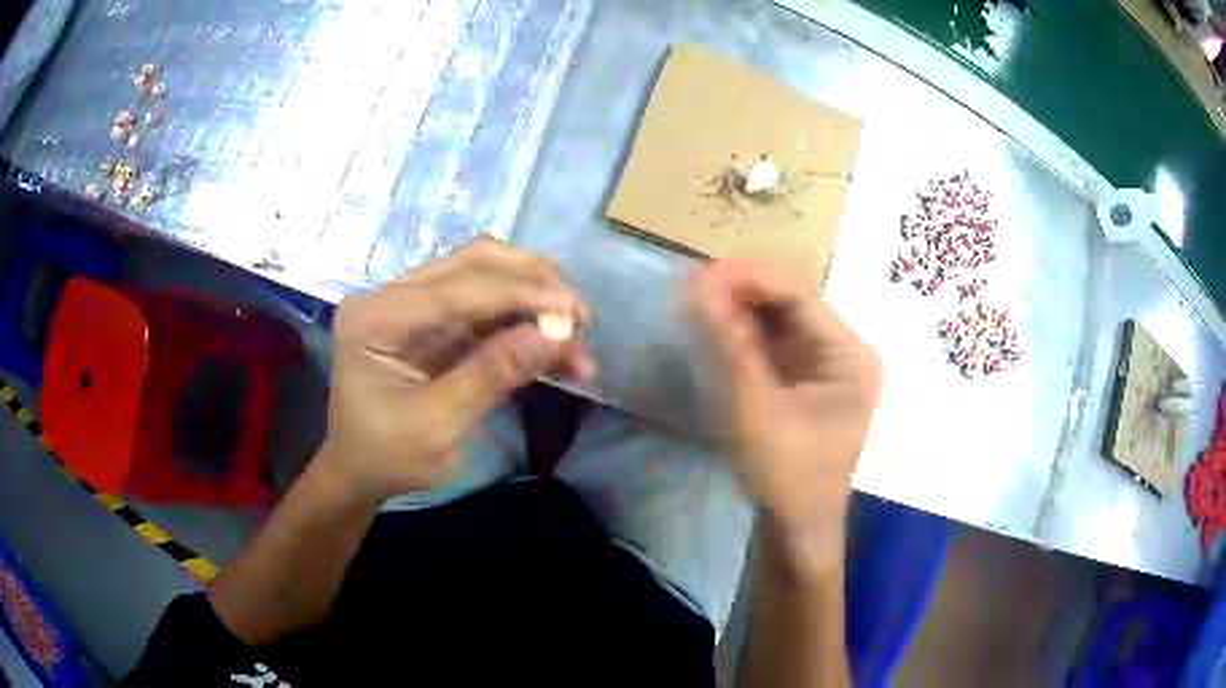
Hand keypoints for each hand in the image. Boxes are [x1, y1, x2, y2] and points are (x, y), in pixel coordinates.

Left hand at [323, 238, 593, 502]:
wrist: (362, 471)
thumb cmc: (387, 456)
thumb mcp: (435, 427)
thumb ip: (490, 375)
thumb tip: (554, 335)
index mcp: (376, 318)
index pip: (455, 289)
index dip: (518, 294)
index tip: (573, 312)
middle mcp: (392, 297)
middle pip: (473, 263)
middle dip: (533, 282)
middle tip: (579, 316)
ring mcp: (414, 304)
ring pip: (486, 276)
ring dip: (534, 299)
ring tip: (577, 335)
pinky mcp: (435, 321)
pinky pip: (488, 308)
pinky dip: (524, 323)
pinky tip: (557, 349)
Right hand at [688, 260, 880, 566]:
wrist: (796, 529)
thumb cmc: (787, 474)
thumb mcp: (756, 409)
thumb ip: (730, 344)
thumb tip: (699, 283)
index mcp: (850, 355)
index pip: (799, 297)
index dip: (750, 278)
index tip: (700, 271)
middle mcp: (845, 351)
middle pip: (790, 305)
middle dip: (741, 292)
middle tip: (691, 284)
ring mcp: (827, 366)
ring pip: (779, 322)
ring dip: (739, 311)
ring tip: (695, 299)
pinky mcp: (808, 381)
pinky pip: (775, 345)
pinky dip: (745, 336)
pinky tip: (714, 327)